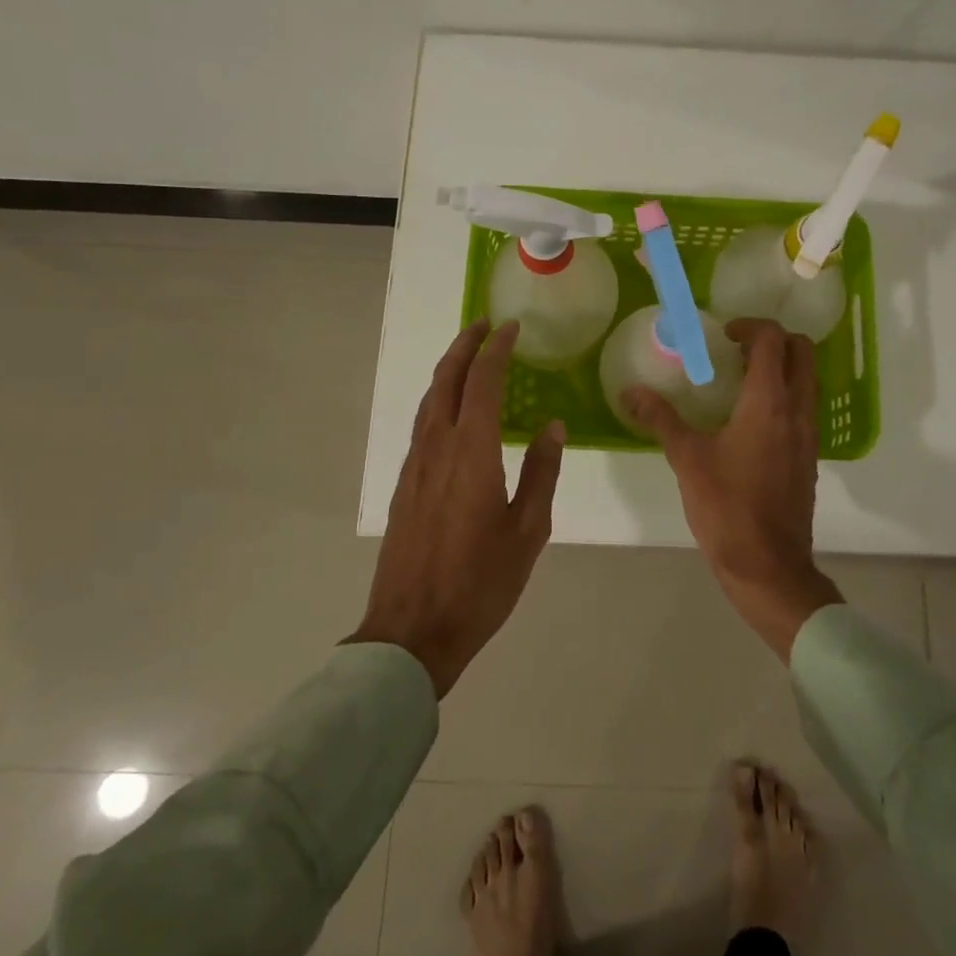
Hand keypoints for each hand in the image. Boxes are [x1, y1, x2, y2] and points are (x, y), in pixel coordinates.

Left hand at [350, 320, 564, 696]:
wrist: (413, 630)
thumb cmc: (481, 583)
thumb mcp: (528, 531)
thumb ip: (541, 473)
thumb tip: (552, 426)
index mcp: (473, 453)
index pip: (483, 383)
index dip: (496, 350)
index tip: (511, 327)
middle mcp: (437, 448)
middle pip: (446, 381)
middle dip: (464, 346)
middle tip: (484, 325)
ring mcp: (414, 466)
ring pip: (428, 401)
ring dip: (448, 371)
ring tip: (468, 356)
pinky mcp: (403, 485)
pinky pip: (421, 425)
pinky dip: (438, 400)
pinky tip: (452, 411)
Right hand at [623, 319, 842, 660]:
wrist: (768, 566)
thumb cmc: (727, 507)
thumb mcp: (687, 459)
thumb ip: (660, 419)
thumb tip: (630, 392)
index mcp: (769, 403)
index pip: (773, 340)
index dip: (750, 326)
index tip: (723, 334)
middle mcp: (797, 411)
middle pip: (802, 352)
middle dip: (773, 340)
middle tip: (736, 349)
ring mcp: (808, 435)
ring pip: (807, 380)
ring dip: (781, 367)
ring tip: (739, 380)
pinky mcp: (809, 457)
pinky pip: (803, 408)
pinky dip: (784, 395)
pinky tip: (749, 419)